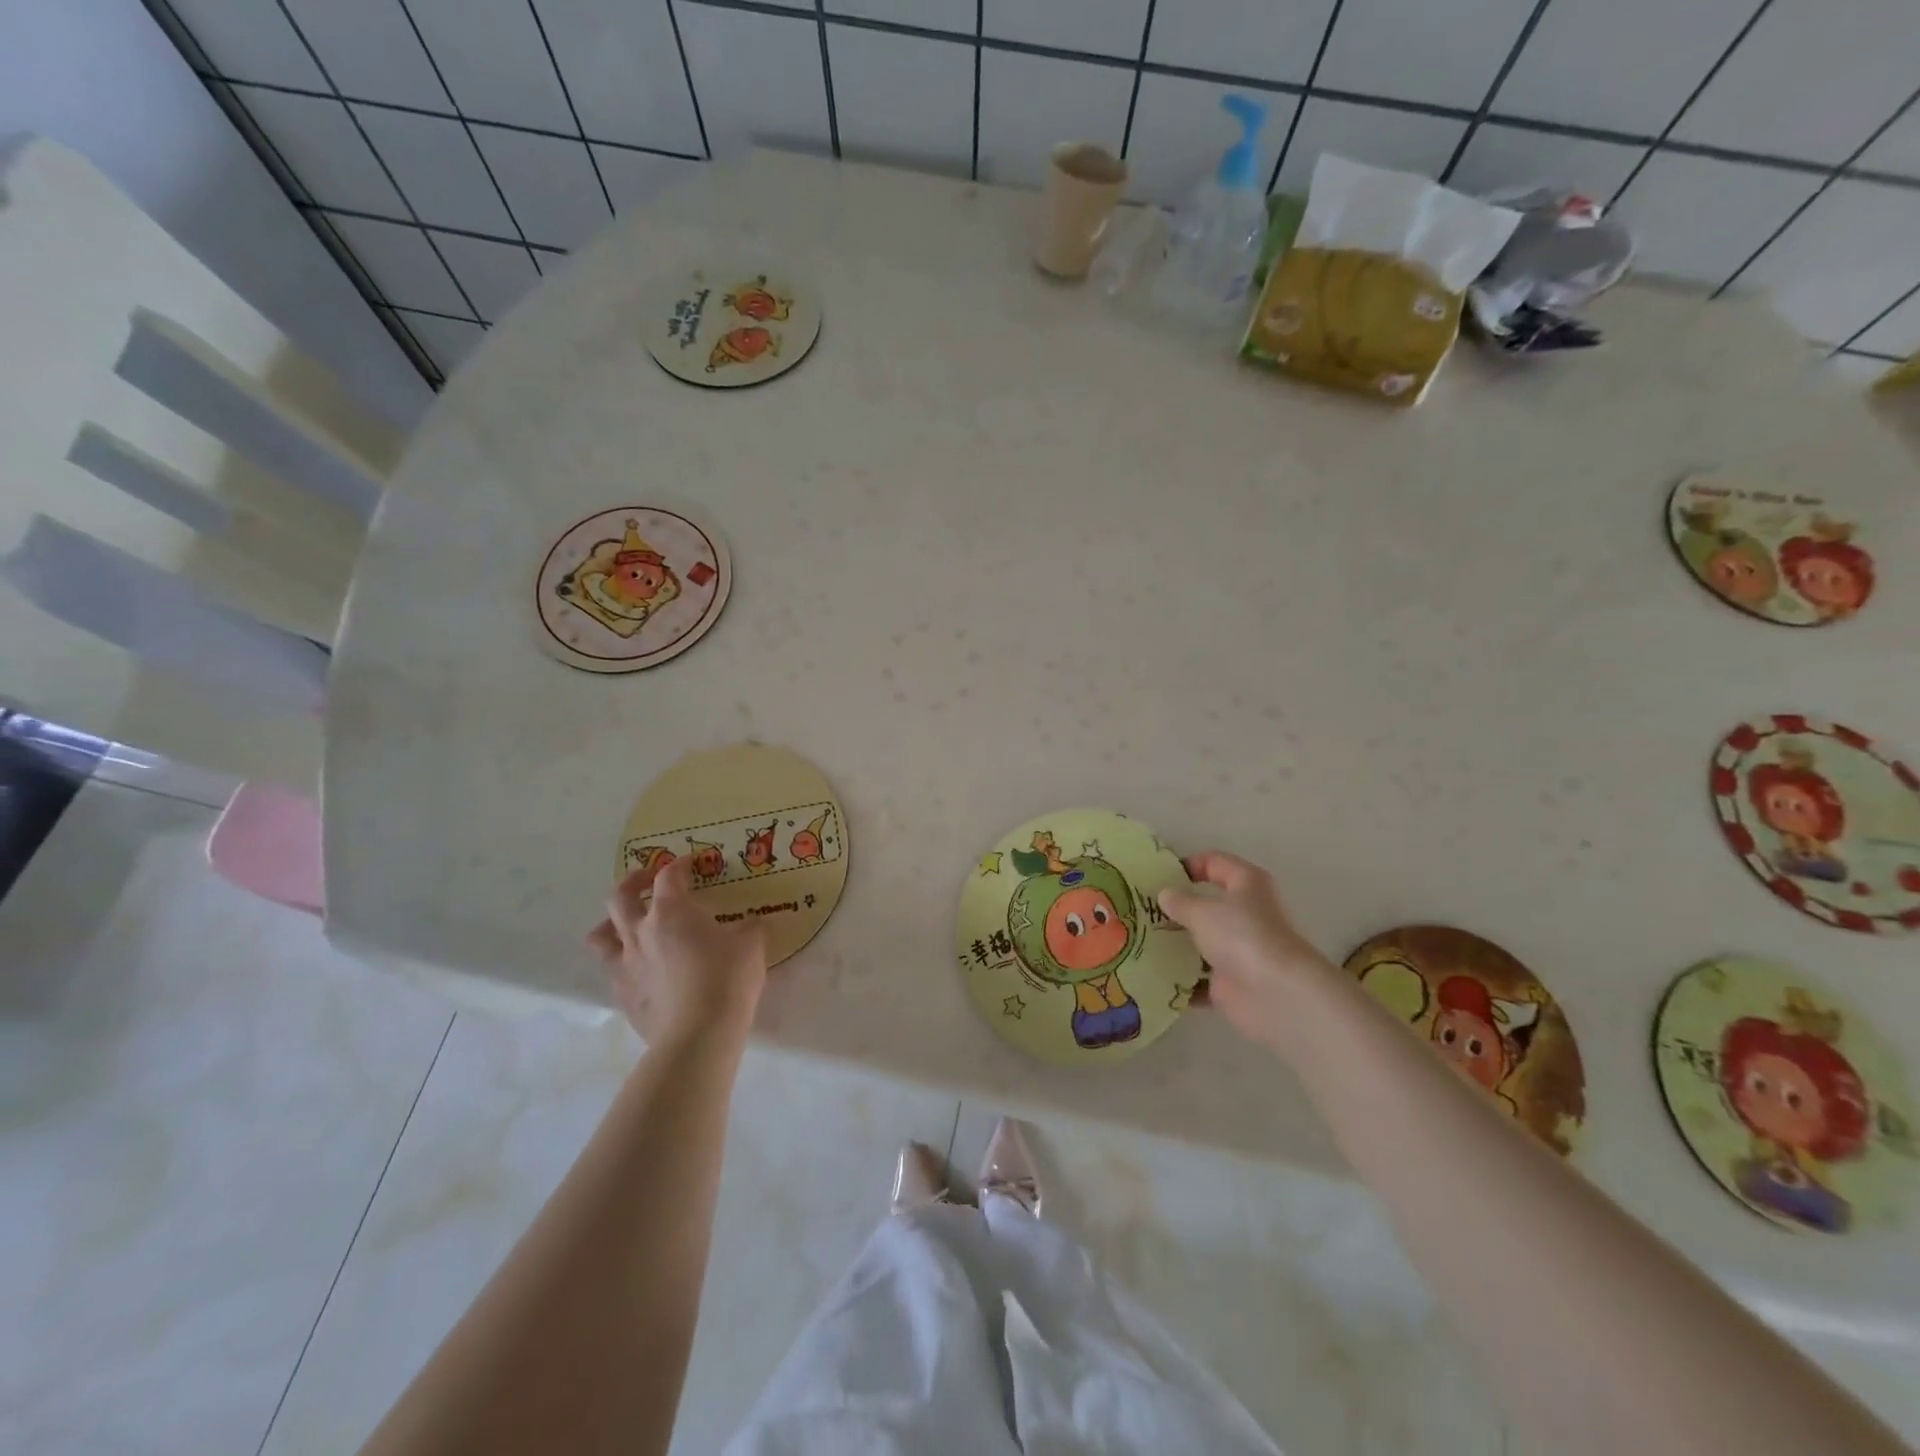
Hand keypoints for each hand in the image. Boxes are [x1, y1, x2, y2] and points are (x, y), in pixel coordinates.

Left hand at [587, 857, 767, 1046]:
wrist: (699, 1034)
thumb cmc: (728, 979)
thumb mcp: (752, 946)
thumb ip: (750, 928)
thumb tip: (752, 923)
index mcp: (672, 912)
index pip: (668, 876)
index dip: (679, 865)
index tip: (691, 863)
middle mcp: (640, 932)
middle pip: (620, 896)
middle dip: (633, 882)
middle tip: (647, 880)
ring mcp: (625, 965)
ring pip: (601, 935)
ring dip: (610, 924)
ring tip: (626, 924)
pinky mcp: (622, 996)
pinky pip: (612, 970)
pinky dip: (622, 962)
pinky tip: (640, 969)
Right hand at [1158, 851, 1336, 1045]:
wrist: (1277, 995)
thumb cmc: (1242, 936)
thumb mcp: (1202, 911)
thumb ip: (1180, 902)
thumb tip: (1165, 894)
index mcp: (1248, 884)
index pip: (1215, 863)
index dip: (1188, 865)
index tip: (1157, 876)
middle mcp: (1248, 914)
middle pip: (1208, 905)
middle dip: (1177, 908)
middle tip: (1141, 909)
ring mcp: (1241, 951)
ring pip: (1203, 943)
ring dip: (1176, 945)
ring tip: (1139, 940)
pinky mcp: (1232, 983)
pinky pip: (1199, 979)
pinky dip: (1180, 979)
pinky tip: (1152, 975)